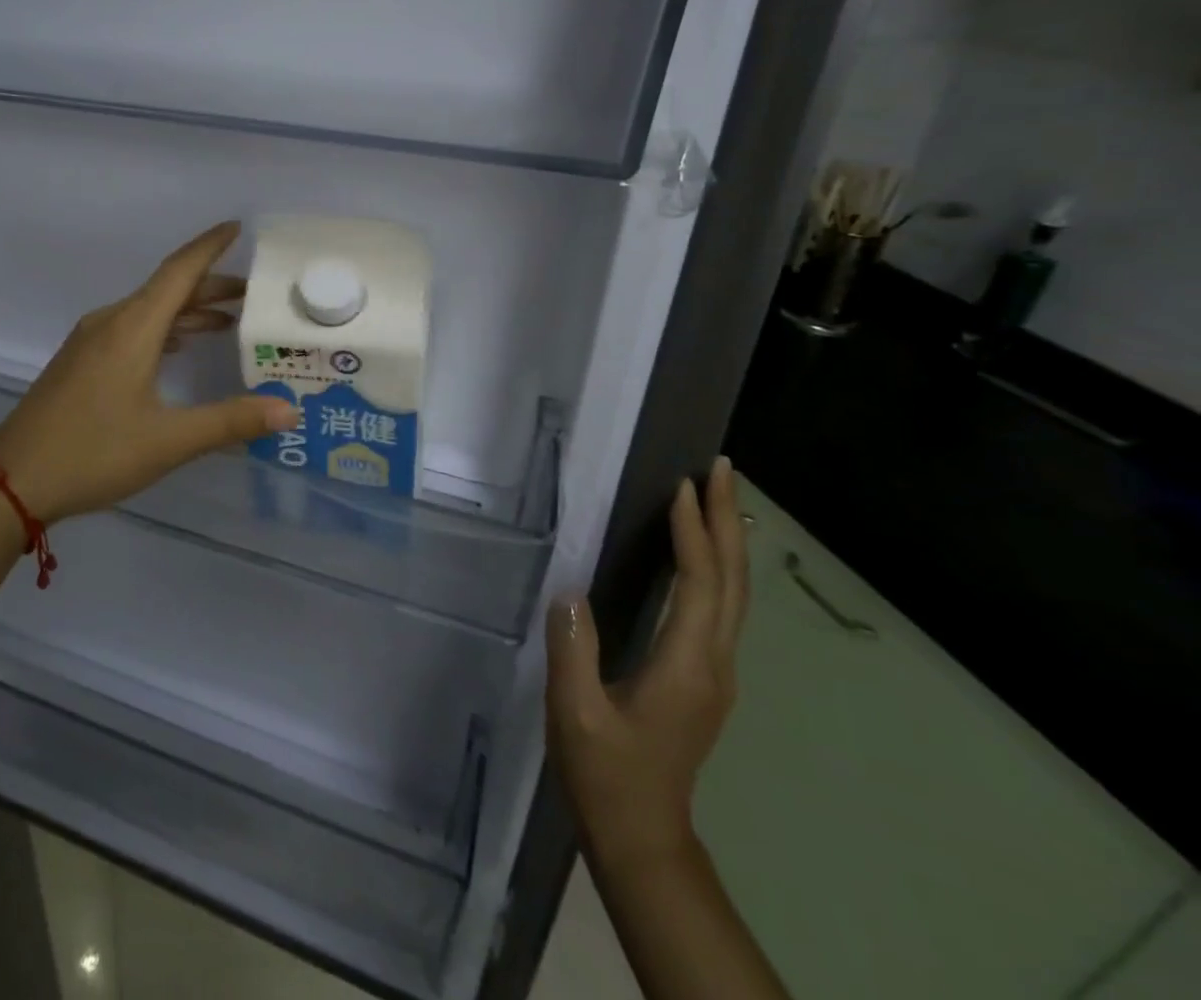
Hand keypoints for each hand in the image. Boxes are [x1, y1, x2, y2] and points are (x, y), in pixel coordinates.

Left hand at [0, 222, 299, 522]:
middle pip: (167, 290)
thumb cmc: (94, 452)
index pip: (179, 271)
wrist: (12, 481)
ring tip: (225, 322)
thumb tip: (289, 408)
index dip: (210, 247)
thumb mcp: (169, 440)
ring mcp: (89, 342)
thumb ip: (231, 421)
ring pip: (148, 311)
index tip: (238, 227)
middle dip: (210, 287)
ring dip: (186, 311)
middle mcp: (110, 323)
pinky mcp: (79, 363)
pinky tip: (176, 350)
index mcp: (132, 327)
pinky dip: (163, 330)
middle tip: (253, 296)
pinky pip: (130, 329)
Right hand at [546, 456, 746, 865]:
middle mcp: (714, 663)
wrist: (642, 835)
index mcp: (686, 665)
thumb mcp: (577, 714)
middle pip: (733, 582)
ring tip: (716, 497)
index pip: (700, 584)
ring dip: (726, 541)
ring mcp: (715, 673)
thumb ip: (574, 650)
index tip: (683, 485)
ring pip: (734, 595)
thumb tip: (569, 590)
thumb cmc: (606, 774)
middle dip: (727, 521)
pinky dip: (717, 568)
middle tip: (721, 468)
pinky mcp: (704, 678)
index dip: (693, 532)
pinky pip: (721, 608)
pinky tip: (703, 555)